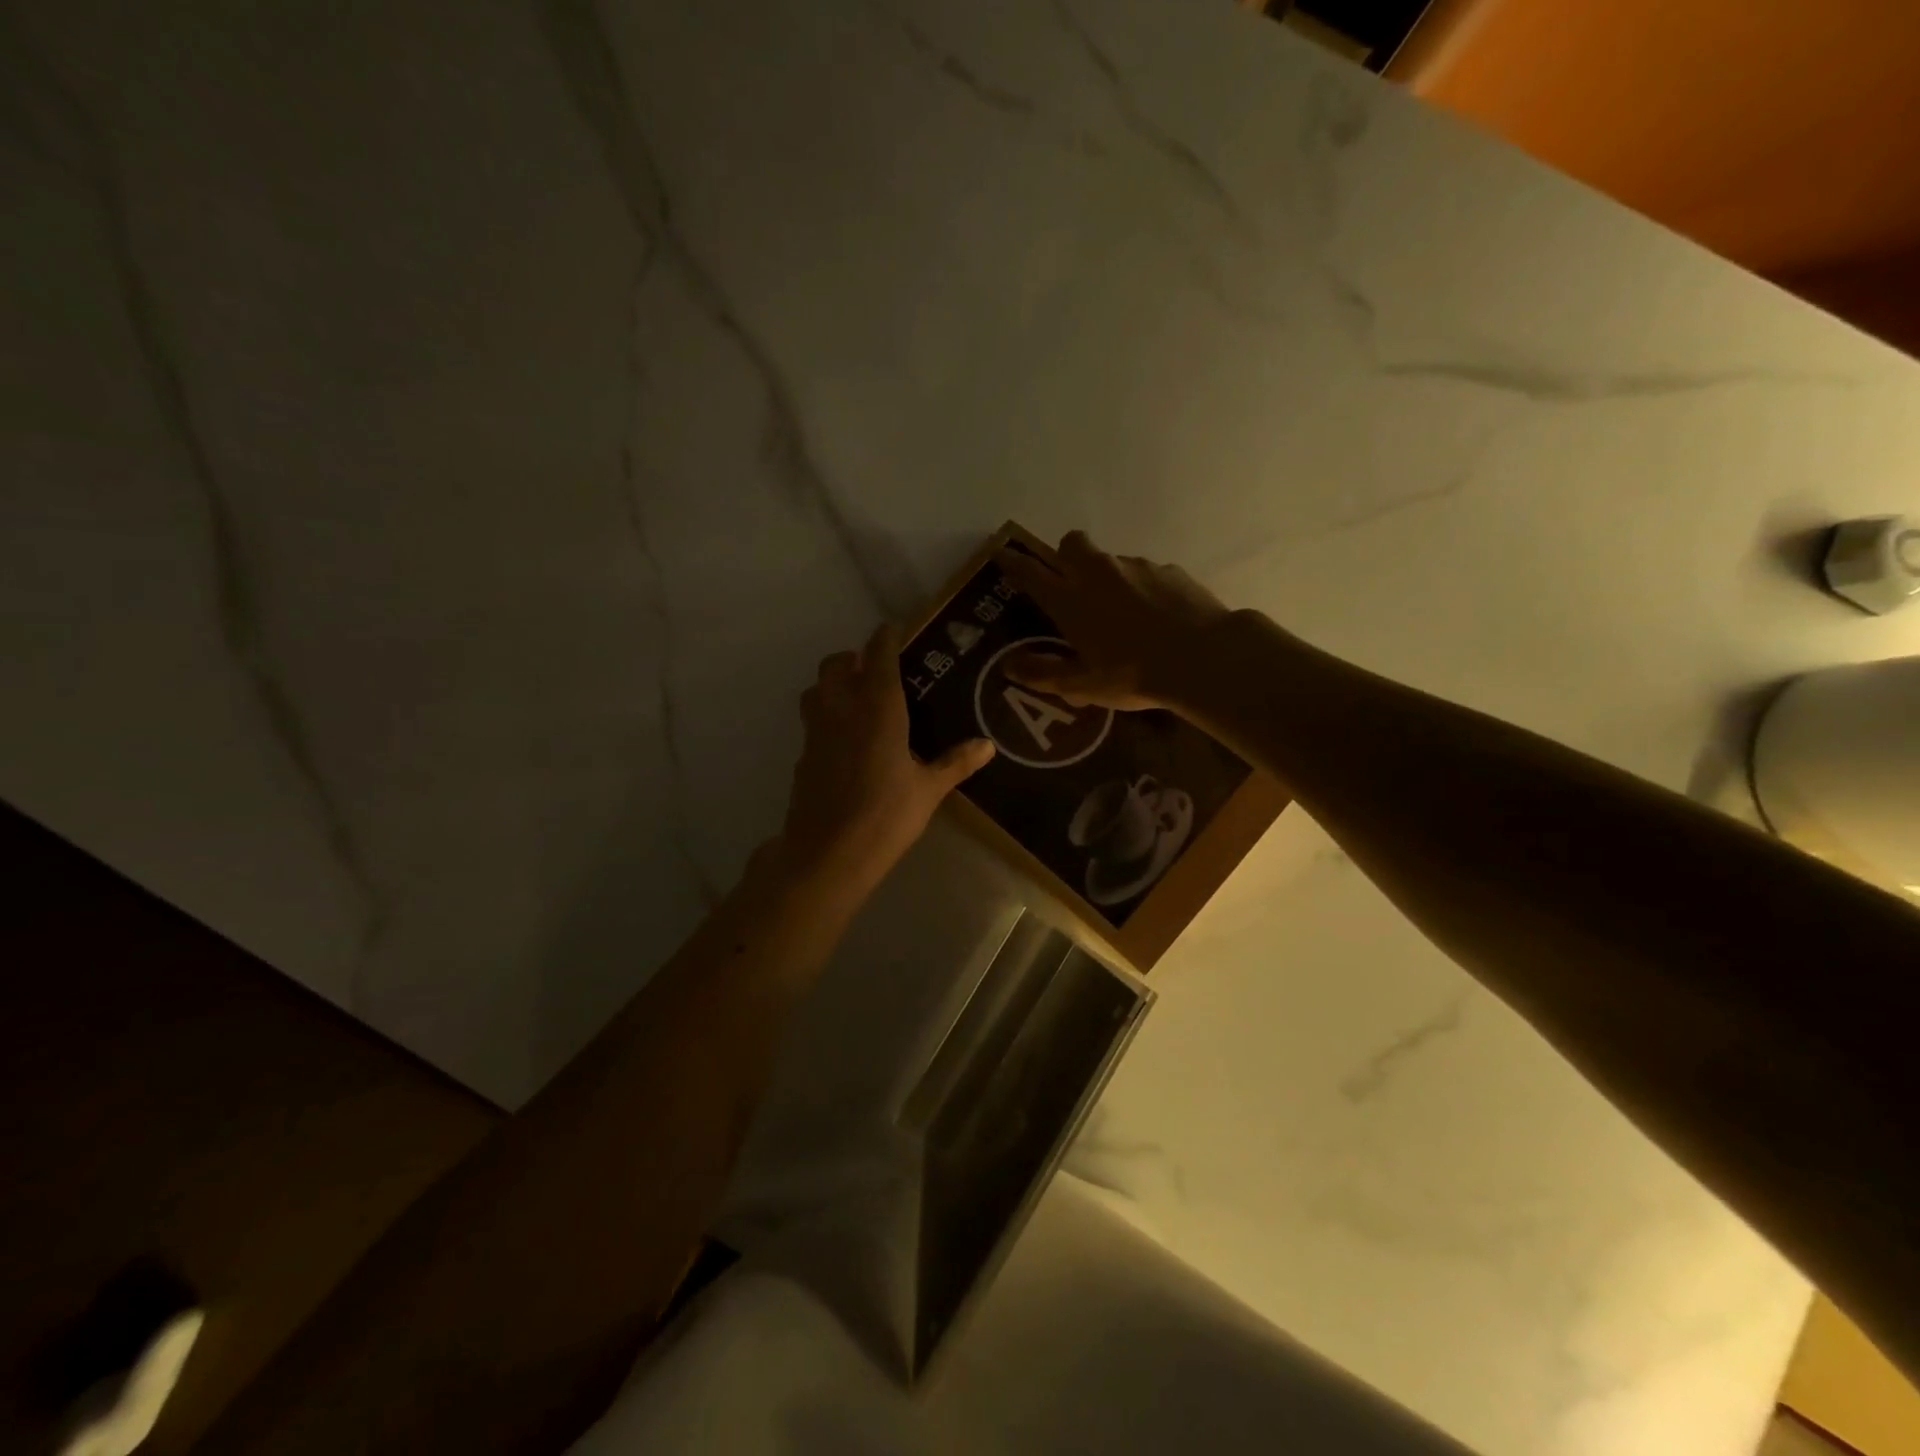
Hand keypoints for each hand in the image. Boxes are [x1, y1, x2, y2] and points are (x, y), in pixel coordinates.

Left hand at [777, 622, 995, 893]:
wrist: (827, 854)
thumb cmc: (885, 817)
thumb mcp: (929, 790)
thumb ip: (955, 763)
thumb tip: (987, 745)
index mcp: (878, 710)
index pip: (878, 657)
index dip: (885, 638)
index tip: (893, 629)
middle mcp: (842, 710)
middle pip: (836, 665)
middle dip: (853, 658)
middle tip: (876, 671)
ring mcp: (816, 733)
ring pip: (816, 689)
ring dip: (833, 684)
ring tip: (857, 700)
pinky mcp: (802, 756)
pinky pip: (812, 722)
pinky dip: (826, 718)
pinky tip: (844, 742)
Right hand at [994, 531, 1230, 711]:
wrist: (1202, 657)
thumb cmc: (1133, 674)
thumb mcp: (1083, 685)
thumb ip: (1044, 674)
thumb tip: (1009, 666)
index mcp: (1070, 599)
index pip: (1030, 573)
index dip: (1013, 563)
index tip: (1003, 555)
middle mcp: (1098, 573)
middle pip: (1070, 544)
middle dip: (1064, 555)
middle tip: (1070, 584)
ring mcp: (1136, 567)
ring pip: (1110, 559)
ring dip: (1106, 577)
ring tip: (1122, 613)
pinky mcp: (1169, 570)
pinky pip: (1145, 572)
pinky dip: (1142, 588)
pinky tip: (1155, 617)